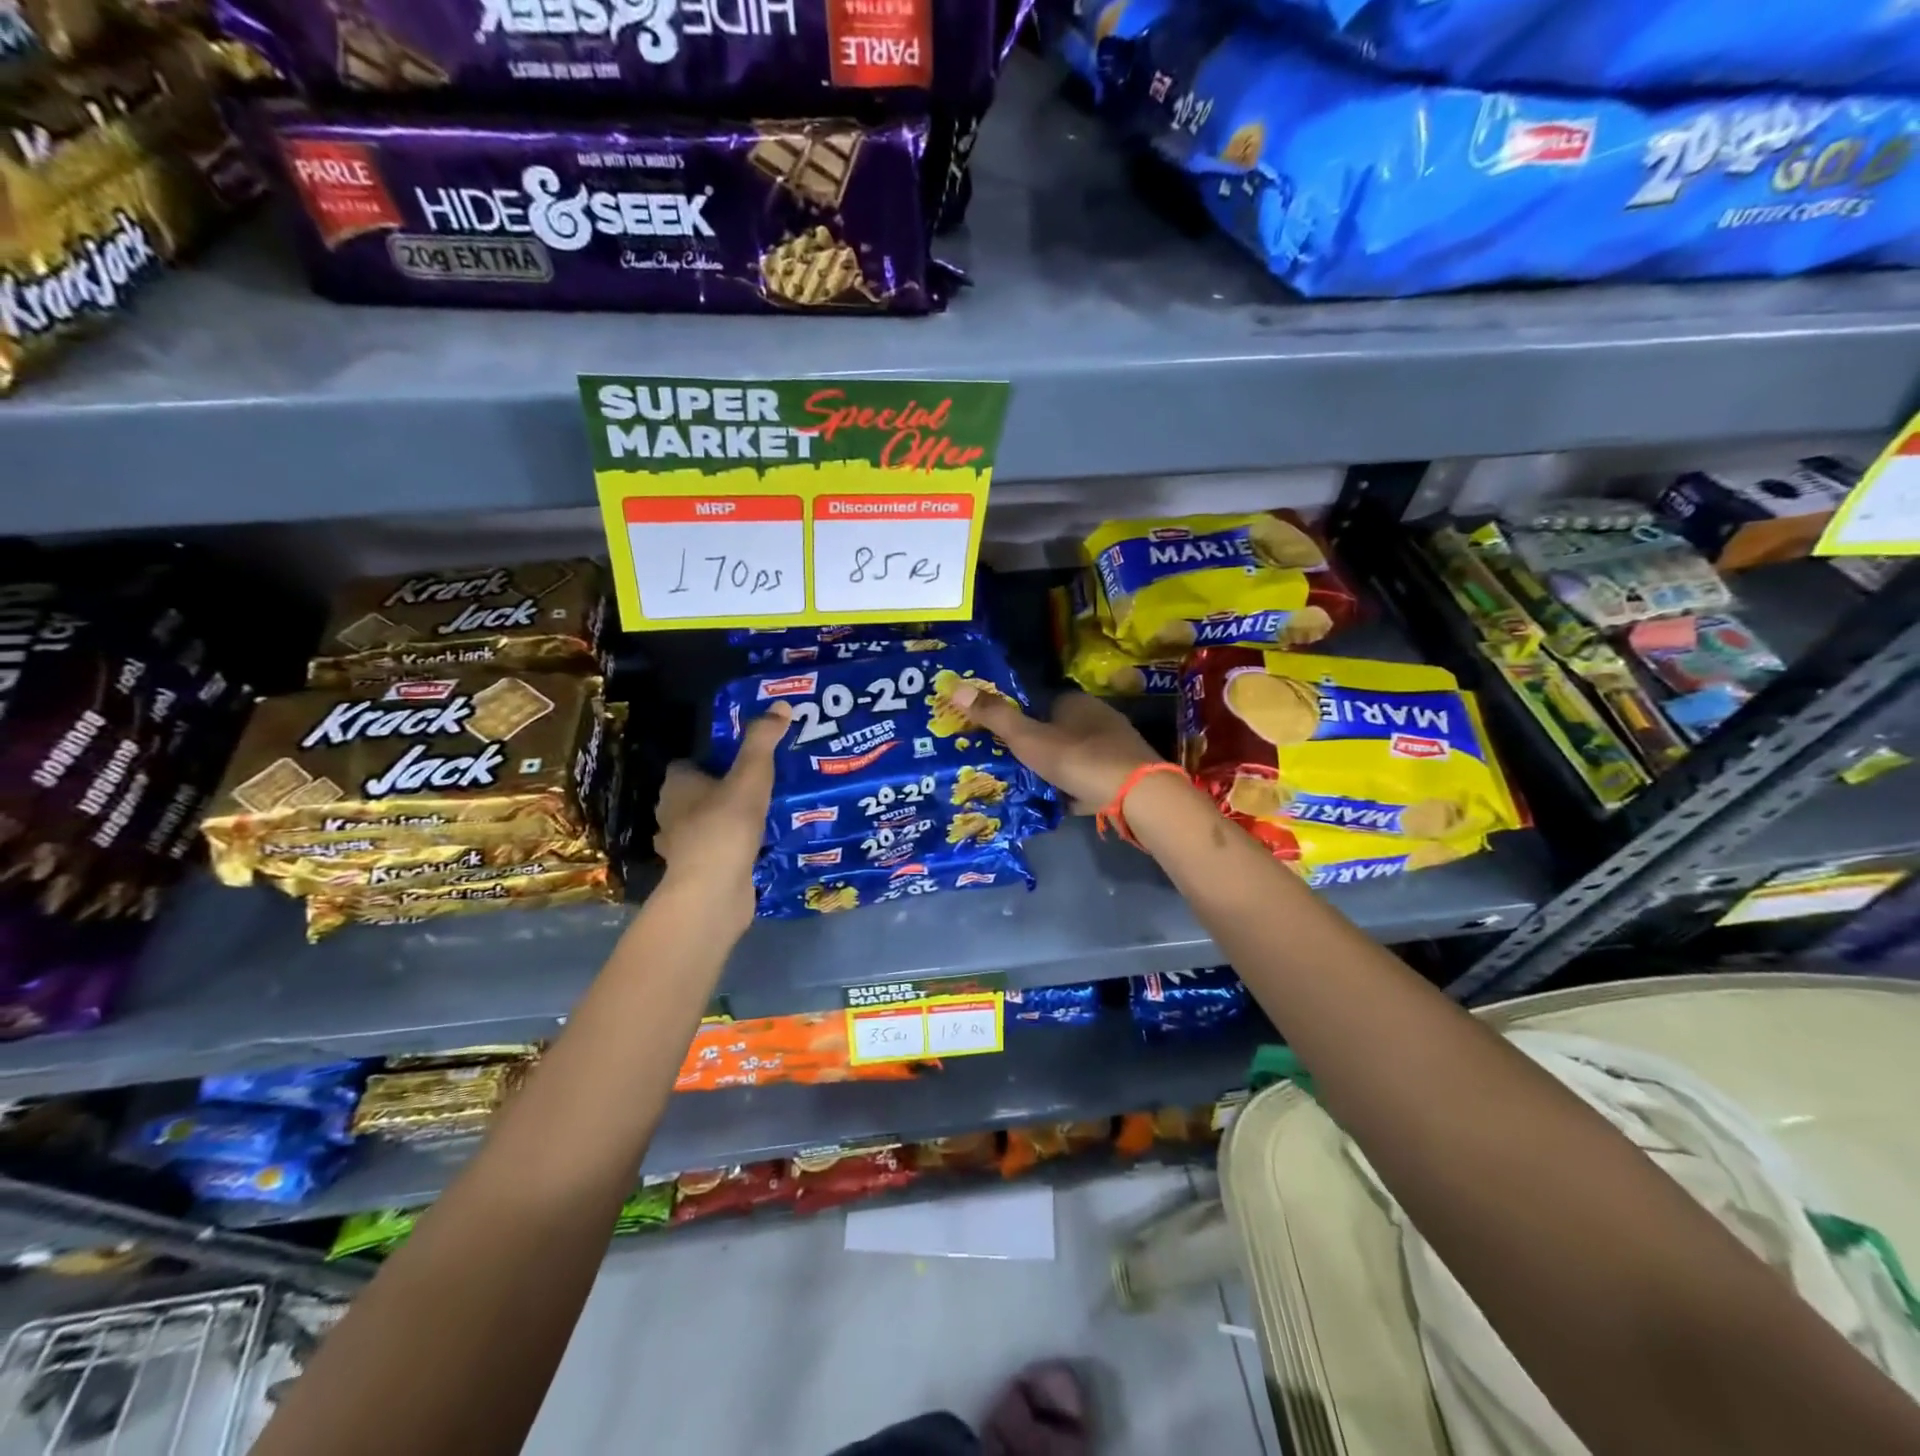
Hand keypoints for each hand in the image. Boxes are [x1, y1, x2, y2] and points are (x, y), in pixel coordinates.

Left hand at [652, 703, 789, 922]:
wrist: (713, 891)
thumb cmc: (726, 826)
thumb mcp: (751, 776)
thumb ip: (763, 741)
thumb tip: (781, 704)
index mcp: (677, 786)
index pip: (687, 765)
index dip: (710, 760)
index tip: (740, 760)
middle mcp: (671, 813)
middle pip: (695, 794)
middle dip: (720, 789)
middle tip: (758, 784)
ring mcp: (681, 846)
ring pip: (704, 823)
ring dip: (725, 820)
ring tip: (761, 814)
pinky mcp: (697, 871)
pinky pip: (716, 850)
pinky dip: (730, 847)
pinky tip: (756, 846)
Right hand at [948, 685, 1162, 811]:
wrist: (1137, 795)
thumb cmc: (1078, 758)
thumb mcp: (1028, 739)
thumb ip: (995, 716)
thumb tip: (956, 686)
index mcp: (1075, 702)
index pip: (1043, 703)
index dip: (1022, 719)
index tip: (1003, 739)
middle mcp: (1098, 717)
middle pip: (1060, 730)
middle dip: (1039, 747)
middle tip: (1013, 766)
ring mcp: (1115, 747)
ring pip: (1076, 756)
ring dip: (1057, 769)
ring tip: (1032, 787)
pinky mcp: (1126, 774)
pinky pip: (1092, 779)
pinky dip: (1076, 789)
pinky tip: (1061, 803)